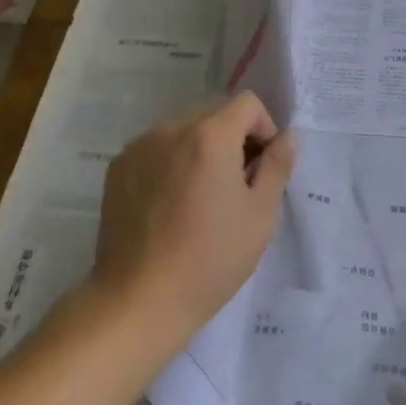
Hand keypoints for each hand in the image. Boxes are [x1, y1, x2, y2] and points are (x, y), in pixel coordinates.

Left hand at [90, 92, 294, 345]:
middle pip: (214, 112)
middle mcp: (171, 129)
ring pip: (184, 129)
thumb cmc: (210, 259)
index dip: (264, 129)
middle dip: (233, 137)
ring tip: (201, 197)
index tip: (262, 168)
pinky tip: (171, 205)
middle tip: (236, 184)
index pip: (247, 104)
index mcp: (210, 135)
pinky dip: (172, 162)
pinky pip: (156, 148)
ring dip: (201, 148)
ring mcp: (139, 147)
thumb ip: (277, 166)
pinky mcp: (118, 168)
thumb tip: (287, 136)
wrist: (138, 300)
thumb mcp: (260, 215)